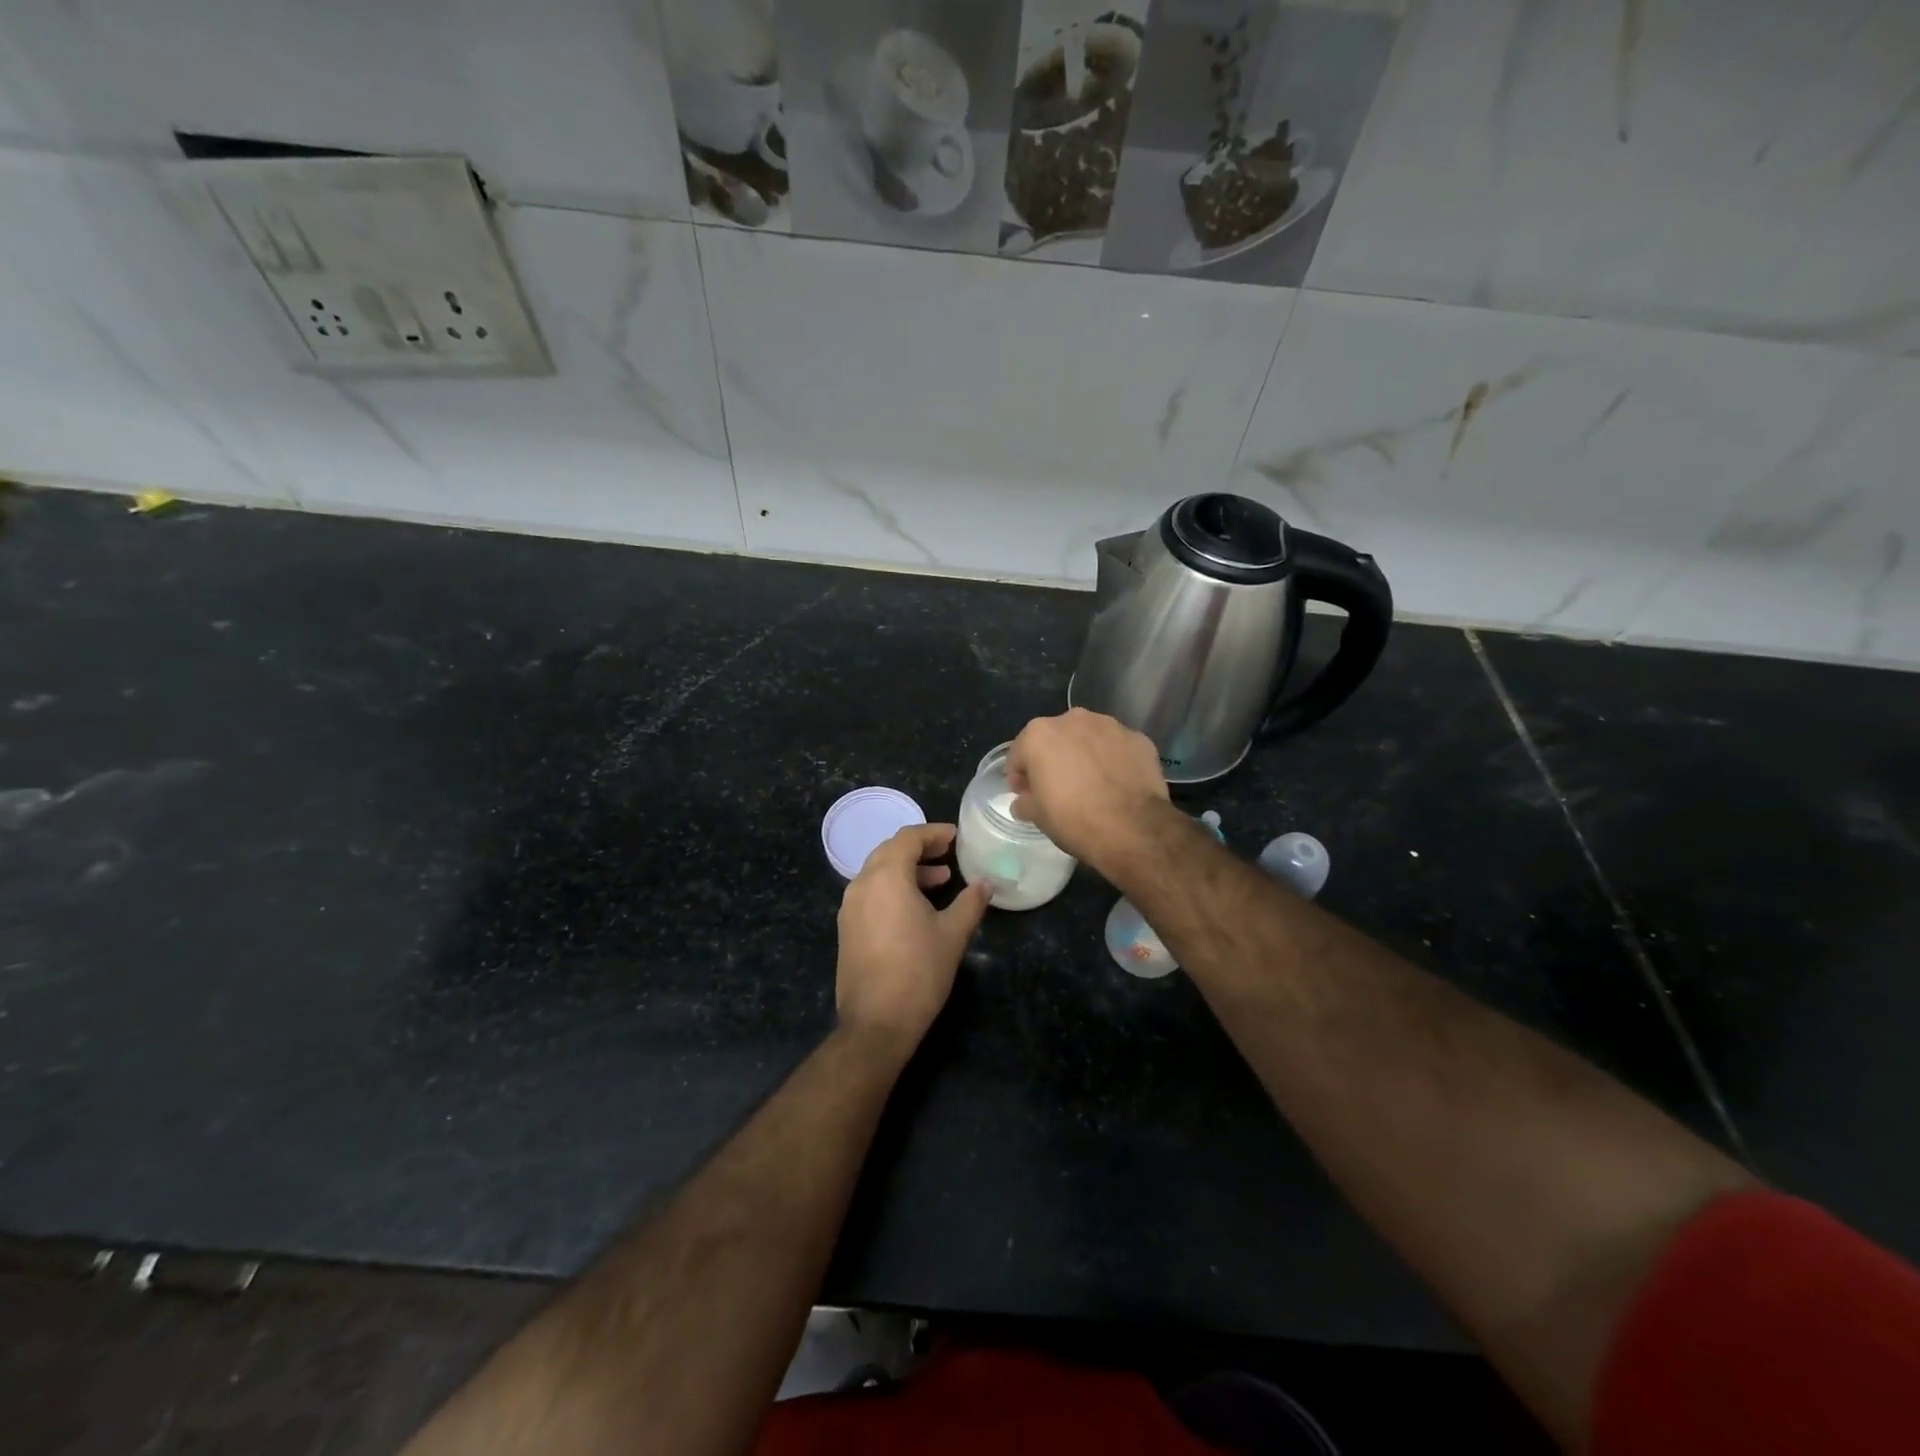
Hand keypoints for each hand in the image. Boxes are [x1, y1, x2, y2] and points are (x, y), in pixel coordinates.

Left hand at [836, 823, 990, 1051]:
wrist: (876, 1023)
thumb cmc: (919, 972)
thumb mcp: (953, 934)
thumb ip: (971, 902)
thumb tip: (986, 884)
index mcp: (886, 877)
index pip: (908, 838)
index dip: (933, 833)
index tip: (956, 837)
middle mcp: (861, 885)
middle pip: (890, 851)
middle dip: (920, 849)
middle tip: (948, 854)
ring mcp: (850, 908)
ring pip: (879, 873)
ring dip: (908, 870)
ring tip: (940, 880)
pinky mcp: (847, 929)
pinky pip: (871, 894)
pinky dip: (894, 889)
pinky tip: (917, 908)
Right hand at [1006, 709, 1170, 869]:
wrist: (1132, 829)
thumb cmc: (1073, 819)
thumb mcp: (1037, 816)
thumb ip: (1024, 802)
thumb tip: (1024, 801)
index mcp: (1040, 734)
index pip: (1020, 753)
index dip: (1020, 776)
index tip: (1026, 795)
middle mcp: (1073, 720)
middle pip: (1055, 739)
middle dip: (1053, 759)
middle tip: (1059, 788)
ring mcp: (1110, 726)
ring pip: (1088, 738)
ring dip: (1085, 755)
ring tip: (1092, 784)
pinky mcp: (1139, 739)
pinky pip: (1117, 748)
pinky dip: (1113, 760)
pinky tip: (1117, 784)